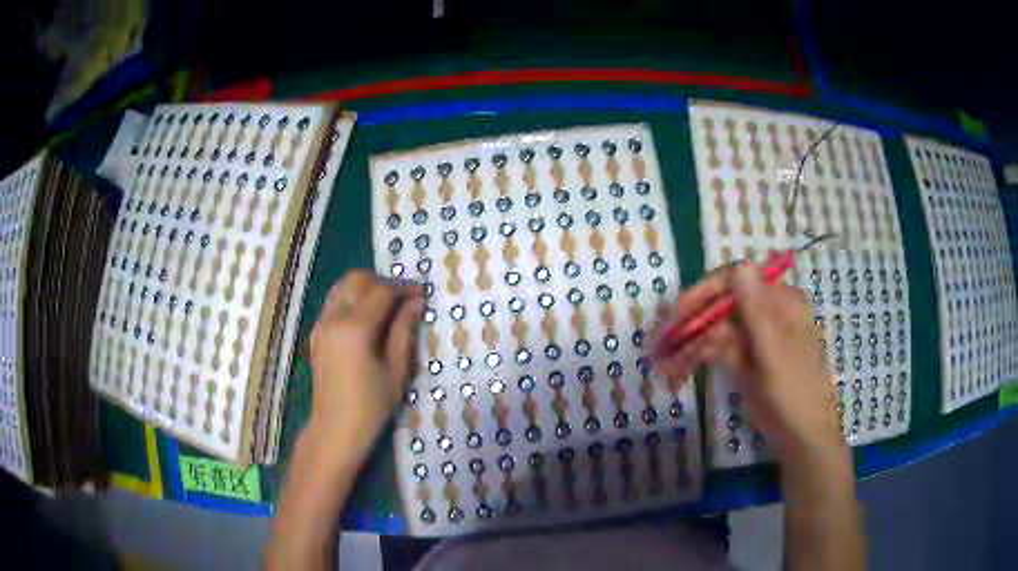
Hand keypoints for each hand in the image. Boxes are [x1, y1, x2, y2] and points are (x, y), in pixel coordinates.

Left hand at [308, 270, 423, 445]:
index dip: (405, 288)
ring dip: (365, 288)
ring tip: (386, 306)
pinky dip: (351, 300)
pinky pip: (333, 303)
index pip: (382, 291)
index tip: (423, 294)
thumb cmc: (371, 406)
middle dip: (382, 282)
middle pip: (357, 279)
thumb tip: (416, 303)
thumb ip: (404, 331)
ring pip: (342, 287)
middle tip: (403, 299)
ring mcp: (321, 324)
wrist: (335, 429)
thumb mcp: (396, 370)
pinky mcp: (316, 334)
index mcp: (355, 328)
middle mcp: (333, 318)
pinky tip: (366, 320)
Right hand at [655, 263, 843, 457]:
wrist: (800, 433)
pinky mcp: (746, 355)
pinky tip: (679, 371)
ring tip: (667, 366)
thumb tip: (740, 265)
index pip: (739, 281)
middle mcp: (768, 310)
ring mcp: (756, 333)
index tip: (680, 311)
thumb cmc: (793, 391)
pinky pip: (718, 349)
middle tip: (665, 343)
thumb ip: (756, 311)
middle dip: (694, 325)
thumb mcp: (774, 351)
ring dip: (691, 346)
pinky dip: (698, 359)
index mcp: (781, 301)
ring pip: (716, 329)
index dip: (707, 292)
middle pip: (724, 305)